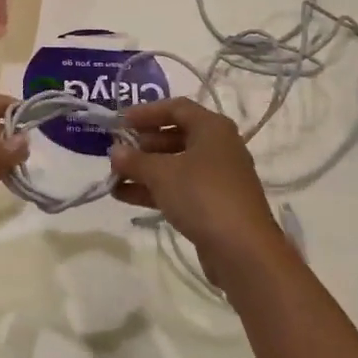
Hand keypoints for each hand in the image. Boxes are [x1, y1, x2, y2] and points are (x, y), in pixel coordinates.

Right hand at [110, 97, 288, 289]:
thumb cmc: (202, 196)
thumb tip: (115, 151)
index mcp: (212, 128)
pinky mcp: (213, 204)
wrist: (243, 250)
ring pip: (175, 165)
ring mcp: (217, 177)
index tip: (119, 121)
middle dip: (143, 144)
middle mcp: (218, 147)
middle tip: (116, 152)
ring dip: (145, 169)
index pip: (176, 108)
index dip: (146, 112)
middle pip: (175, 136)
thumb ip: (135, 160)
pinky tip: (125, 196)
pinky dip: (155, 189)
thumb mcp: (162, 174)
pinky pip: (179, 188)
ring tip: (114, 177)